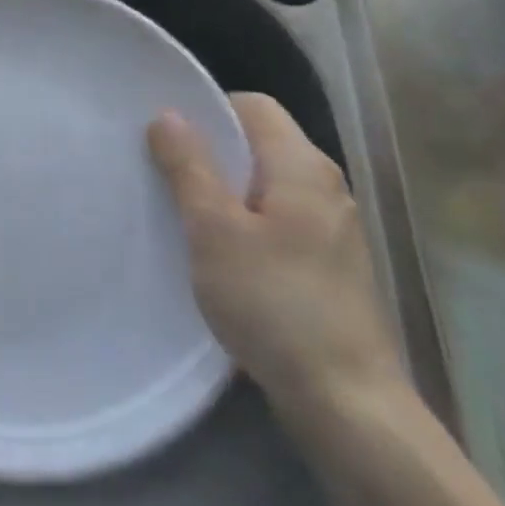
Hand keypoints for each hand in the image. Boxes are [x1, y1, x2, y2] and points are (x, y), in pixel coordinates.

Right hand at [148, 93, 404, 426]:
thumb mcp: (214, 229)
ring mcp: (330, 226)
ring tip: (179, 211)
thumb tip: (168, 114)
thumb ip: (189, 167)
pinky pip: (275, 217)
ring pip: (264, 183)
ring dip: (221, 189)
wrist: (345, 400)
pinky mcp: (327, 262)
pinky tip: (215, 251)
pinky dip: (242, 221)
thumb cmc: (273, 302)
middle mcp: (325, 185)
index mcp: (302, 166)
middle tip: (159, 172)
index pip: (252, 105)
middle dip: (208, 151)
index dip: (206, 109)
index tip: (163, 136)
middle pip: (258, 142)